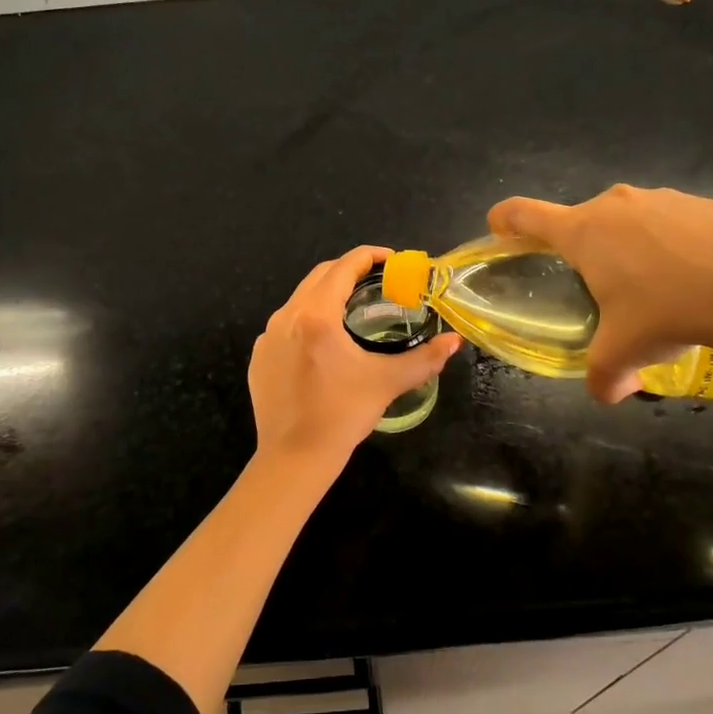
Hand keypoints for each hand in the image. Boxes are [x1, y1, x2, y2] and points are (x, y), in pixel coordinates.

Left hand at [250, 245, 462, 462]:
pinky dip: (307, 320)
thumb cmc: (342, 415)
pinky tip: (324, 343)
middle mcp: (286, 316)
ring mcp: (267, 336)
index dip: (369, 256)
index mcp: (316, 316)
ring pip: (300, 299)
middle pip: (319, 276)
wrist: (294, 457)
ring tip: (353, 309)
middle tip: (377, 281)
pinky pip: (285, 324)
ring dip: (327, 294)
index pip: (344, 267)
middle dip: (349, 271)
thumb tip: (453, 342)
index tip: (391, 260)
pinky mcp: (259, 356)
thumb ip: (424, 359)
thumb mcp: (387, 383)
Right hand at [487, 184, 712, 402]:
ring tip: (652, 287)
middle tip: (597, 288)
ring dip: (626, 247)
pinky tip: (691, 276)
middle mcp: (613, 204)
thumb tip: (606, 394)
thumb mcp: (625, 353)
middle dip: (580, 251)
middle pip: (579, 221)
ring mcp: (658, 198)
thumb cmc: (669, 311)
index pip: (524, 214)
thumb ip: (603, 377)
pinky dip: (666, 244)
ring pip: (625, 220)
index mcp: (582, 232)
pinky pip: (666, 221)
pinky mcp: (697, 202)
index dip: (503, 221)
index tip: (499, 232)